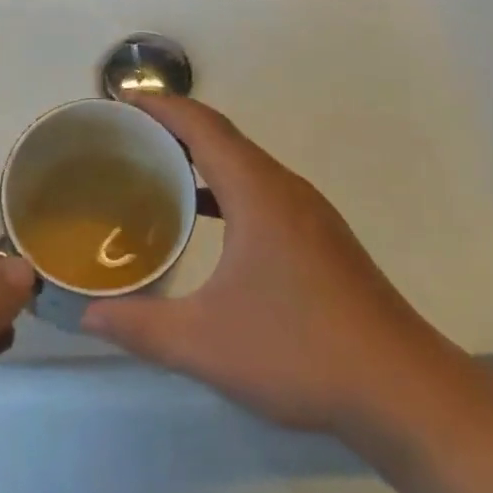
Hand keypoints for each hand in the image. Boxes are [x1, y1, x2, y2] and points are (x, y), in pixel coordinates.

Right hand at [81, 96, 443, 436]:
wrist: (403, 391)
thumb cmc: (300, 351)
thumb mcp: (206, 343)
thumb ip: (141, 326)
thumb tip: (89, 316)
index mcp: (258, 192)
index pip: (203, 126)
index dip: (161, 106)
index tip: (121, 101)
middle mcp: (286, 188)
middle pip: (224, 137)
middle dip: (175, 127)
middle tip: (127, 136)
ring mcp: (309, 213)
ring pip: (246, 164)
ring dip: (202, 157)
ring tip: (157, 170)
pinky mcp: (322, 239)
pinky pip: (262, 190)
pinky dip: (225, 188)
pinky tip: (207, 220)